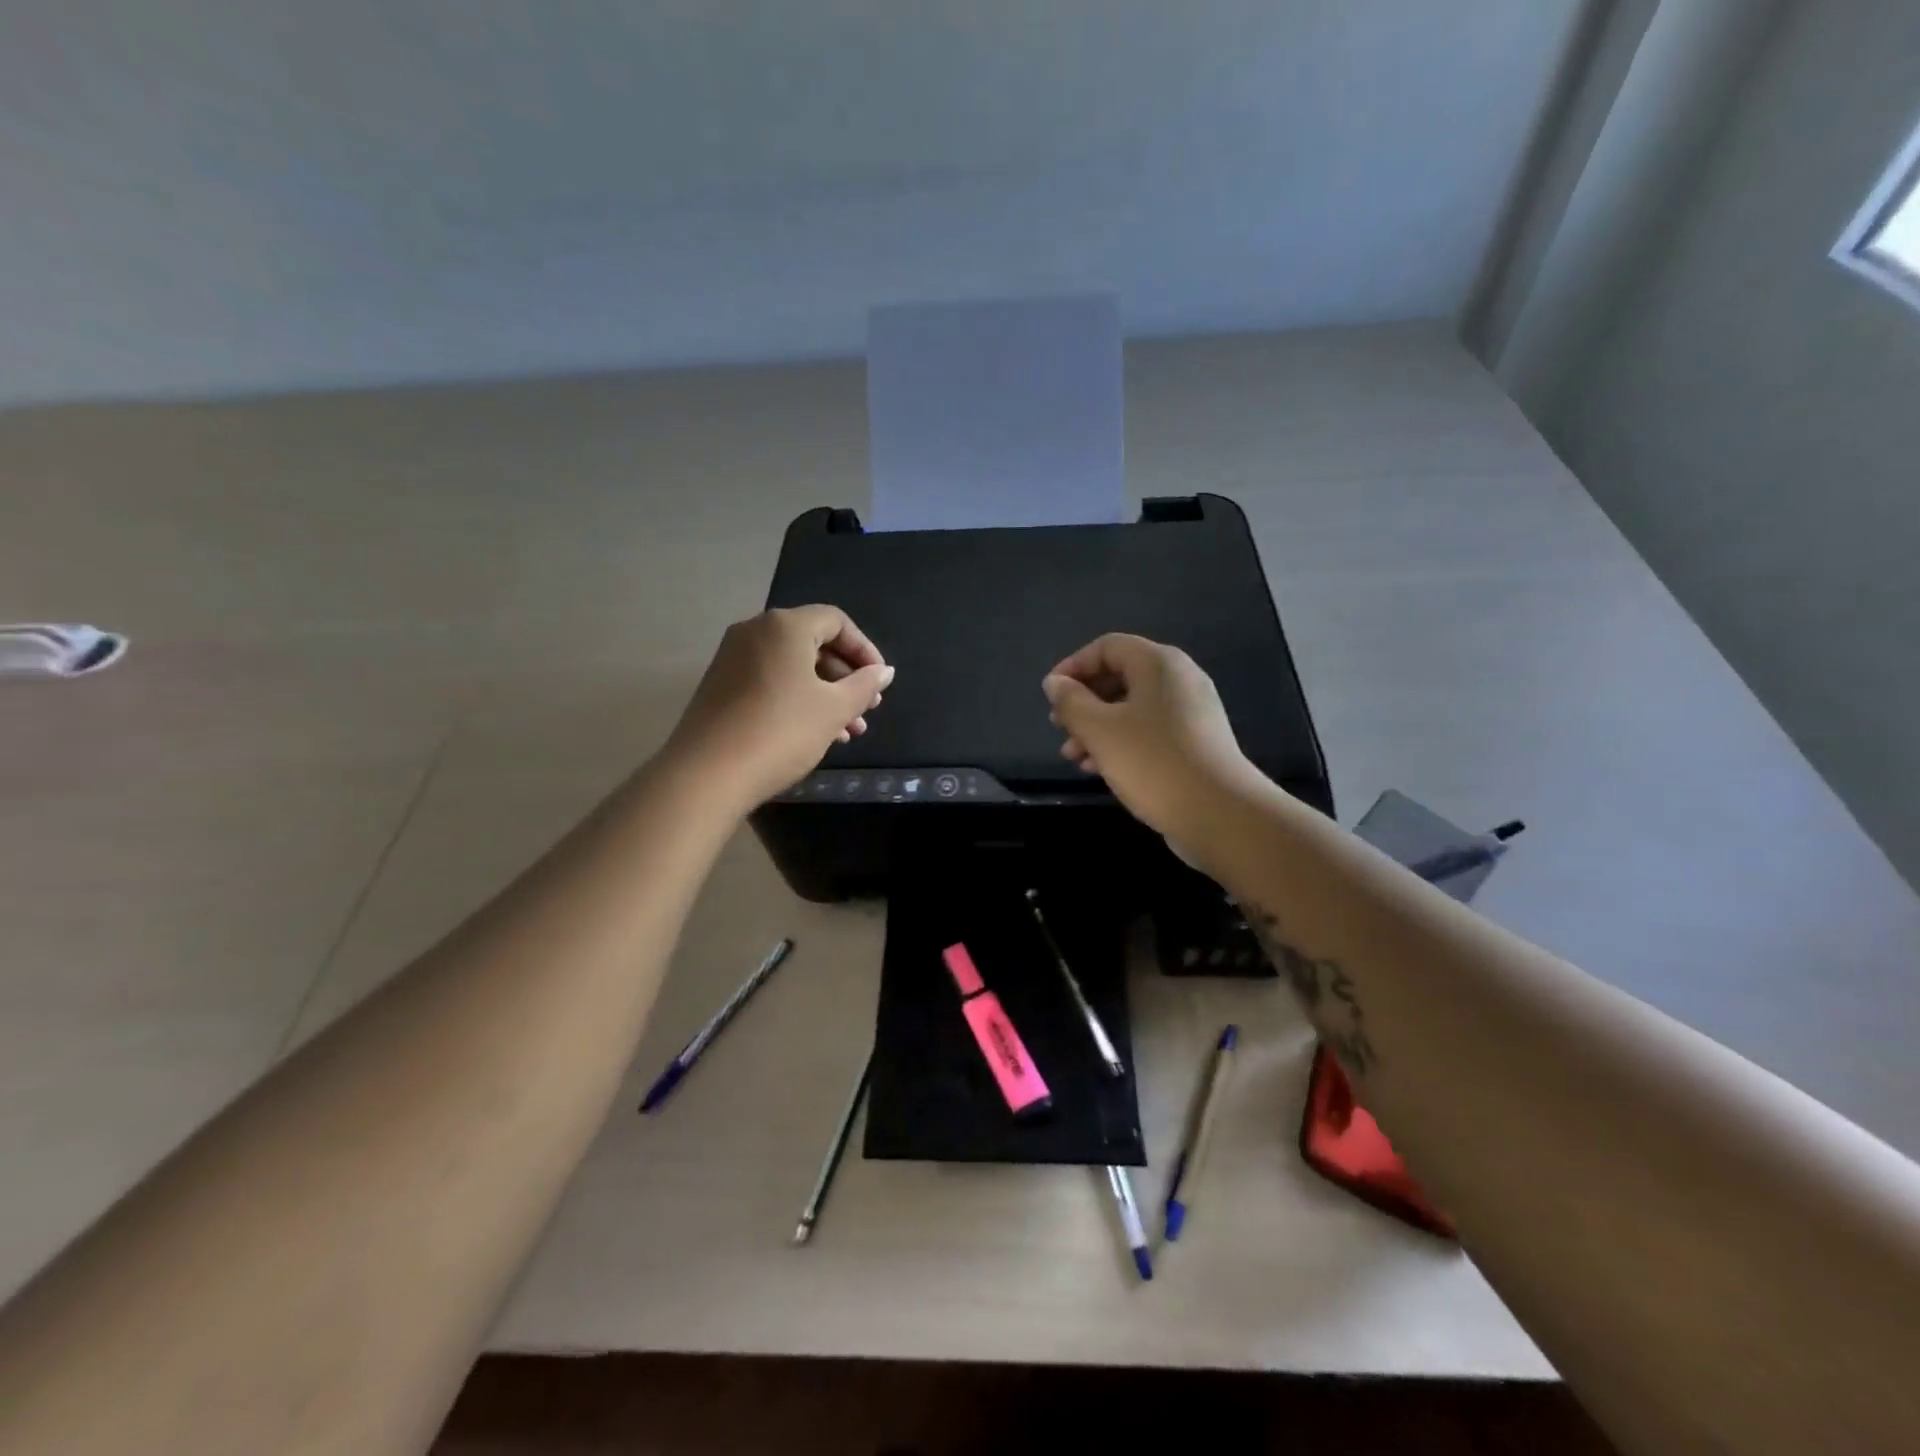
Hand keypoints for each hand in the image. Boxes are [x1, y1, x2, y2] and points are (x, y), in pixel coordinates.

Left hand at [666, 606, 893, 810]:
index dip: (864, 650)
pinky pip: (771, 682)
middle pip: (813, 644)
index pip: (836, 621)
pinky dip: (798, 700)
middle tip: (868, 709)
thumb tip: (884, 672)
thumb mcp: (834, 709)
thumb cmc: (781, 731)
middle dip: (846, 677)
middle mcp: (755, 632)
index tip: (880, 682)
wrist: (707, 774)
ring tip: (850, 732)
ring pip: (793, 668)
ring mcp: (733, 659)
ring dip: (826, 695)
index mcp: (784, 626)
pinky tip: (817, 734)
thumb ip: (864, 685)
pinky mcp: (721, 687)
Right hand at [1042, 634, 1260, 843]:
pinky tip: (1101, 770)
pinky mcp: (1196, 743)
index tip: (1050, 696)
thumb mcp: (1099, 731)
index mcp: (1159, 664)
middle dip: (1083, 702)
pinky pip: (1149, 731)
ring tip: (1073, 757)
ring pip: (1132, 708)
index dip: (1073, 666)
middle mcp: (1179, 679)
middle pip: (1119, 677)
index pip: (1107, 647)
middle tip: (1059, 728)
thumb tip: (1055, 683)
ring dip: (1097, 728)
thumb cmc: (1153, 763)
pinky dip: (1121, 743)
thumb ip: (1071, 702)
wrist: (1220, 814)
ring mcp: (1191, 712)